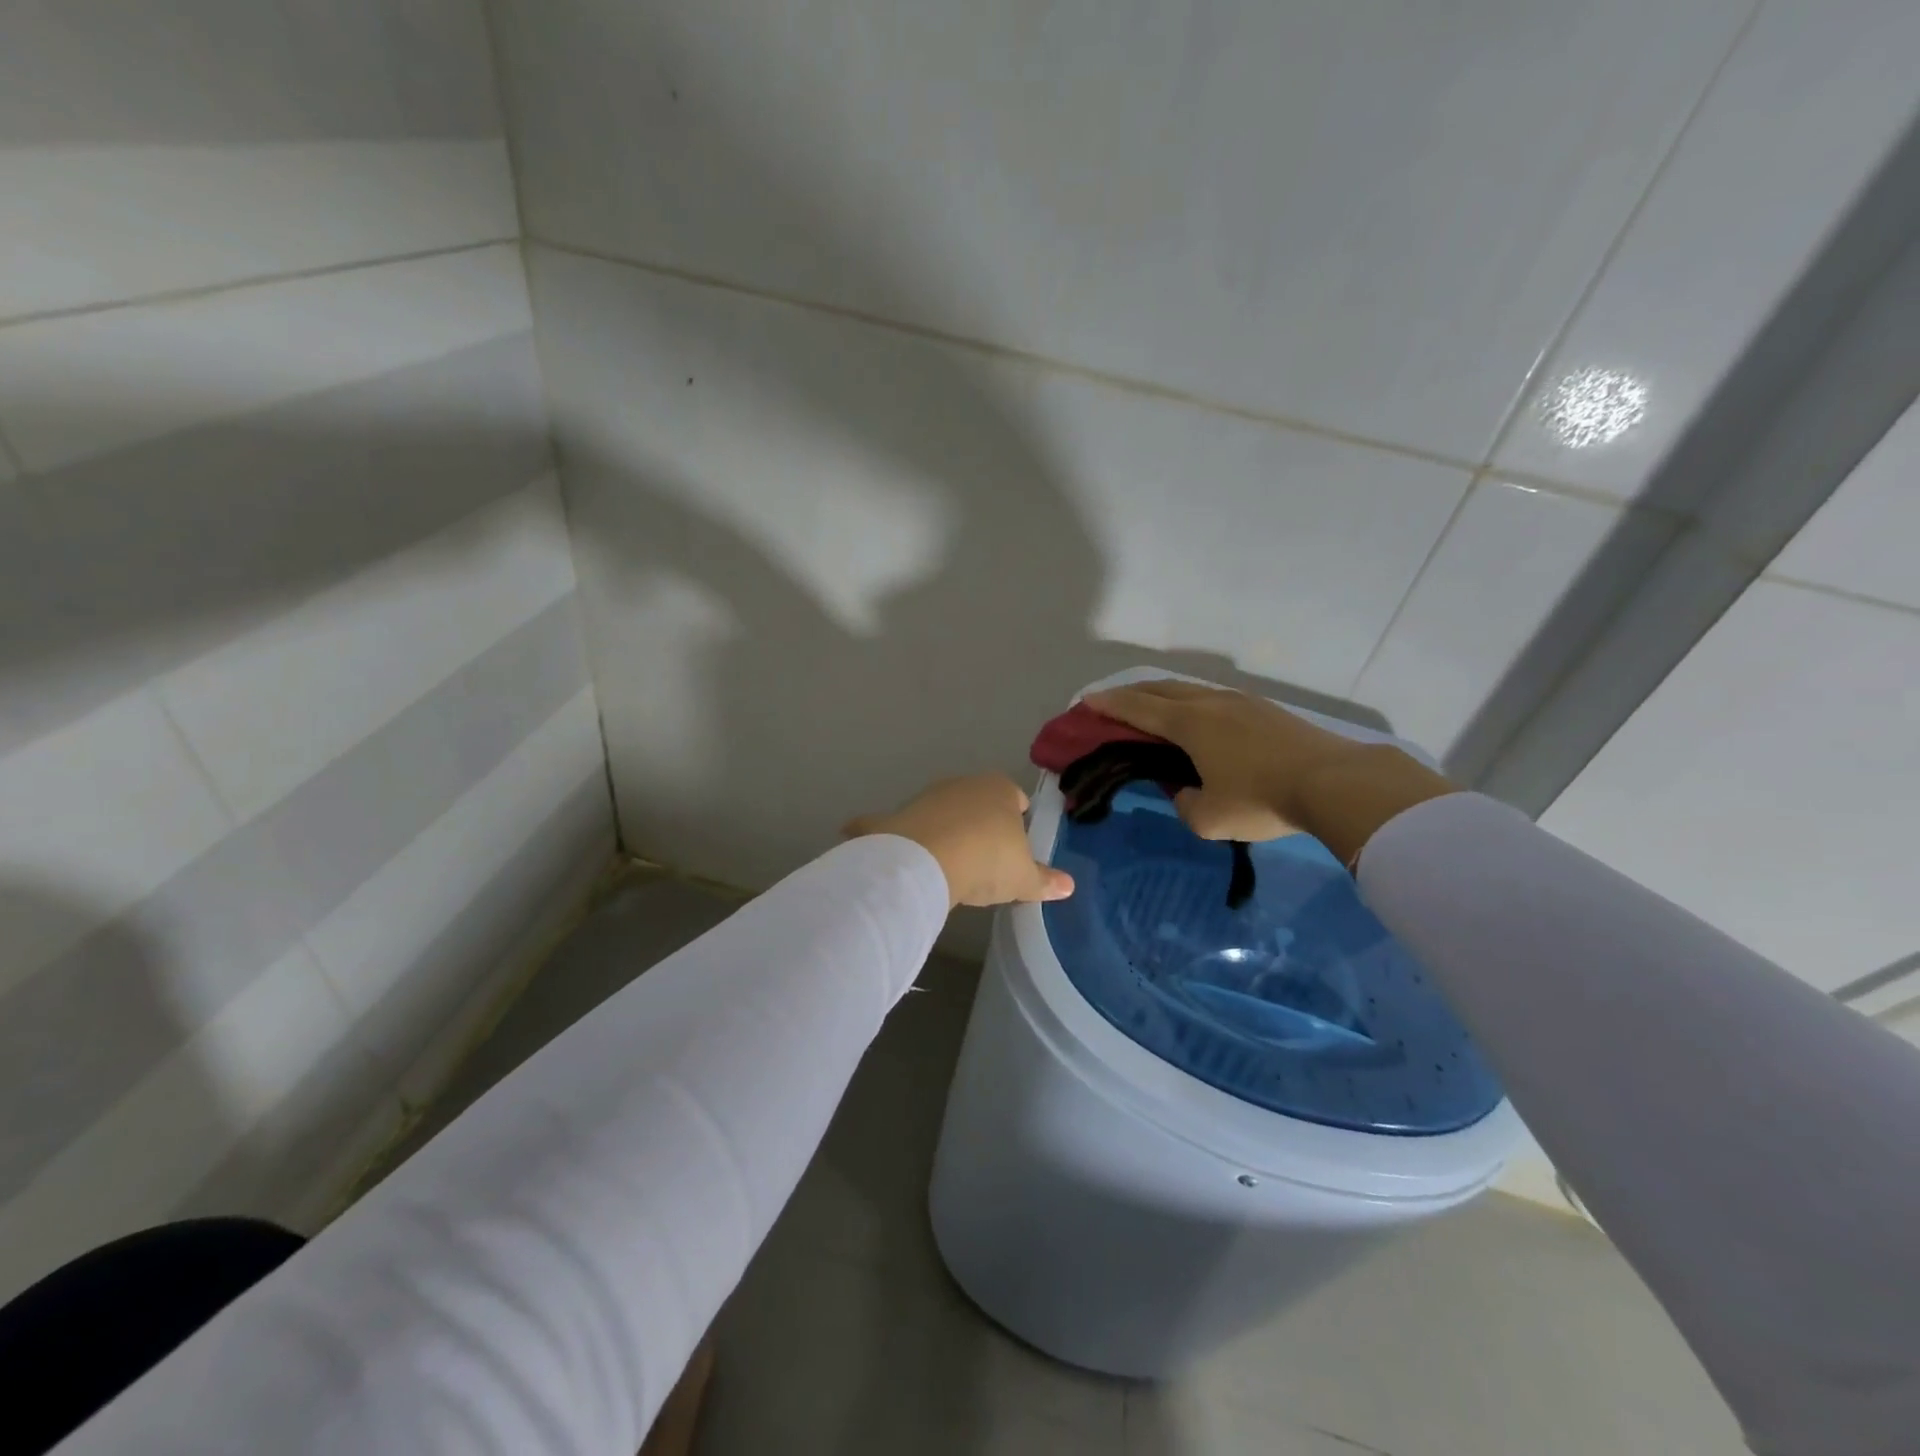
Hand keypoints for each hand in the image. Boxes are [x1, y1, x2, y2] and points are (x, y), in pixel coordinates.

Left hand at [845, 774, 1073, 909]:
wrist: (927, 861)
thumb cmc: (987, 860)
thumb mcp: (1023, 878)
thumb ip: (1044, 880)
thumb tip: (1069, 886)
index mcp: (998, 790)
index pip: (1014, 796)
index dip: (1017, 816)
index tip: (1017, 838)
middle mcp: (961, 785)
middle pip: (976, 801)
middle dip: (979, 822)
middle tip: (984, 856)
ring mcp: (924, 798)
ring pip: (938, 811)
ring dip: (941, 829)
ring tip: (946, 862)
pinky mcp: (892, 817)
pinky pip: (886, 824)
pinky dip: (880, 832)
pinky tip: (880, 849)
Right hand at [1083, 681, 1452, 863]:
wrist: (1334, 783)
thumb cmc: (1261, 799)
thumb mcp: (1208, 818)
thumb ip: (1183, 802)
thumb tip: (1183, 790)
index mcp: (1188, 723)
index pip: (1138, 709)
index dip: (1109, 705)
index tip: (1086, 701)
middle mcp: (1209, 702)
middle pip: (1160, 689)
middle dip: (1131, 693)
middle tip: (1111, 701)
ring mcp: (1240, 701)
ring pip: (1190, 689)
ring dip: (1163, 695)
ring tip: (1151, 706)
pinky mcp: (1264, 709)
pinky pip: (1213, 697)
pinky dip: (1190, 702)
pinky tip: (1197, 716)